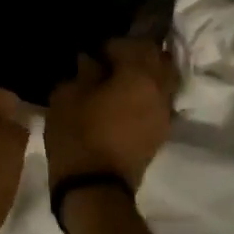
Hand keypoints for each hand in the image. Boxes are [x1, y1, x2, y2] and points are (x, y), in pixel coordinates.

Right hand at [44, 39, 175, 189]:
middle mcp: (160, 90)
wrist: (95, 189)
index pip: (132, 44)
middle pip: (159, 58)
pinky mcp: (162, 132)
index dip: (111, 44)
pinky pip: (162, 100)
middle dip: (138, 53)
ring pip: (166, 78)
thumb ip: (83, 72)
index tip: (94, 52)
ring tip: (122, 78)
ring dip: (148, 72)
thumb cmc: (78, 136)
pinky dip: (149, 92)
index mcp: (138, 76)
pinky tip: (128, 98)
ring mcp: (165, 113)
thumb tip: (91, 61)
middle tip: (112, 59)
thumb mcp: (67, 96)